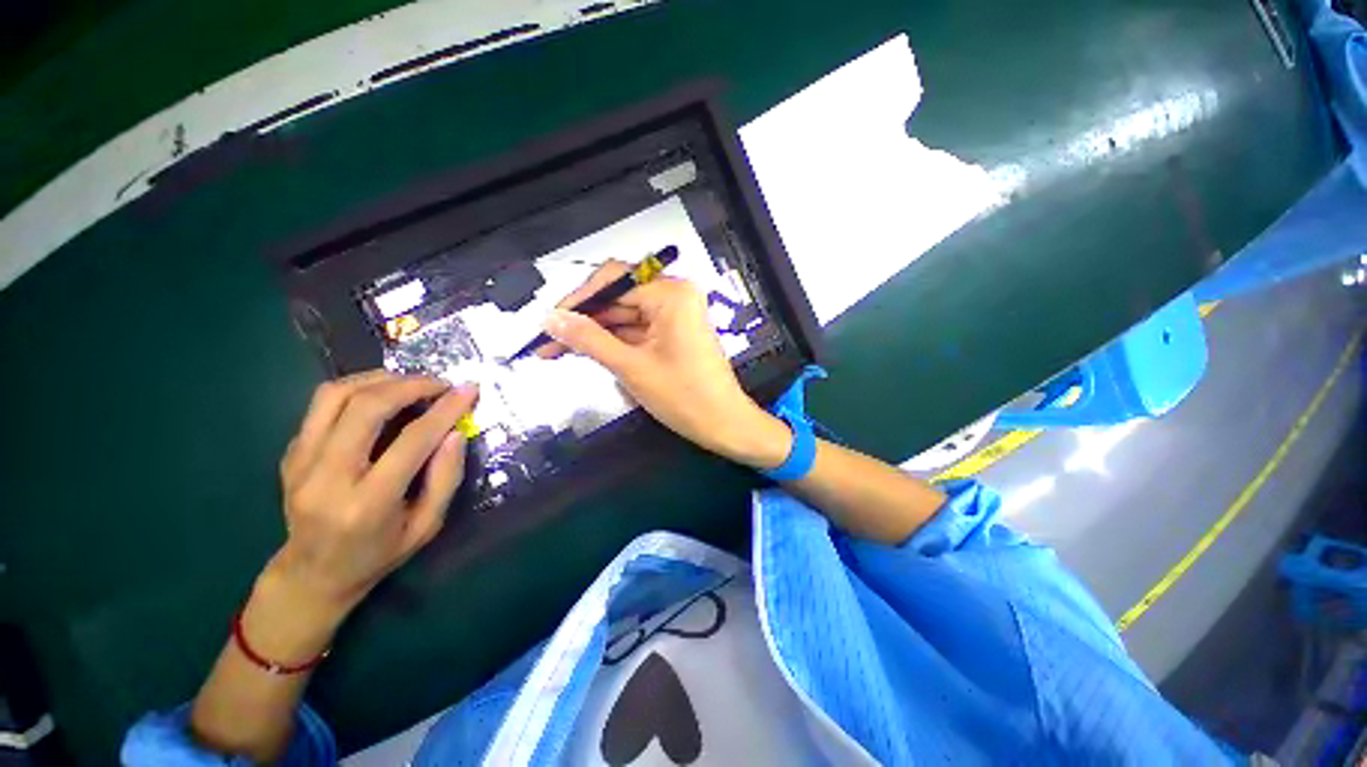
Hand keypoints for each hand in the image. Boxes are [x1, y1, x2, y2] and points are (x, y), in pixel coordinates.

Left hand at [272, 371, 478, 609]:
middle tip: (441, 383)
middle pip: (366, 407)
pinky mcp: (290, 452)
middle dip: (411, 385)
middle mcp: (326, 478)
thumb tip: (455, 432)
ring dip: (380, 379)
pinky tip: (382, 396)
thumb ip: (445, 478)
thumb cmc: (379, 554)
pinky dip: (358, 389)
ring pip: (336, 395)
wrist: (312, 574)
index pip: (412, 440)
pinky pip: (322, 404)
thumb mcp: (427, 526)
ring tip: (411, 383)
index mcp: (367, 504)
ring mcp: (300, 462)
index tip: (469, 390)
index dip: (446, 410)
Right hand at [538, 261, 790, 468]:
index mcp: (671, 294)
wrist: (724, 425)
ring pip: (624, 316)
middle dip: (583, 320)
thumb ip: (589, 339)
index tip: (548, 321)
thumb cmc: (684, 397)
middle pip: (617, 298)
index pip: (612, 282)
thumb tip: (550, 318)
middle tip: (547, 341)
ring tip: (557, 350)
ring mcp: (675, 315)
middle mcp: (675, 296)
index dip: (577, 300)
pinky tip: (587, 352)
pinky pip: (637, 330)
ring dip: (595, 333)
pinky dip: (614, 342)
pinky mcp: (673, 333)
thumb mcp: (631, 367)